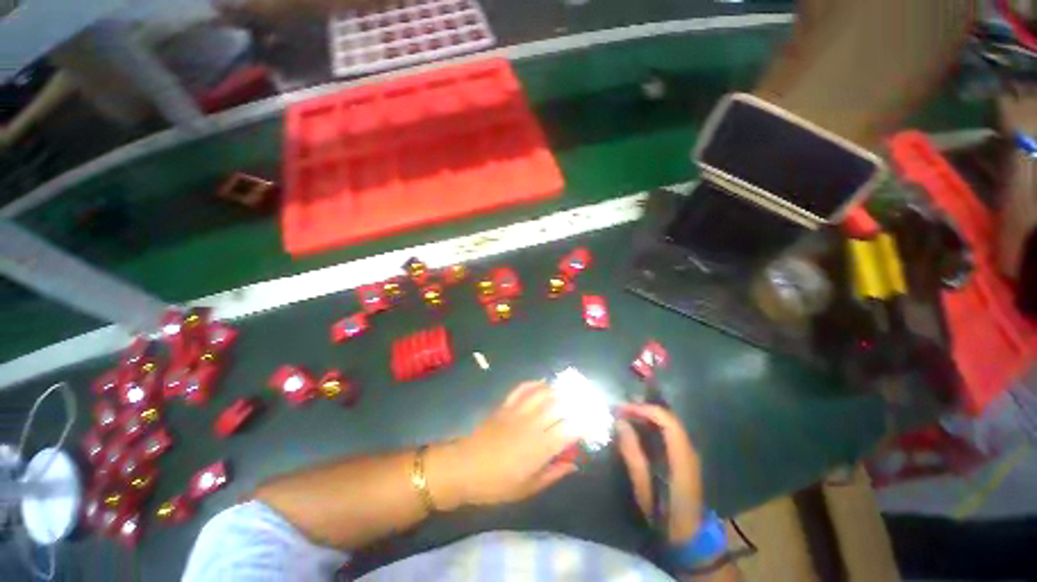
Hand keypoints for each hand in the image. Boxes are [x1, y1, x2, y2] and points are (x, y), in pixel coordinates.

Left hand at [446, 381, 579, 506]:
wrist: (465, 467)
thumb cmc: (497, 484)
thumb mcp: (528, 488)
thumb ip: (553, 474)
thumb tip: (574, 464)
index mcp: (540, 447)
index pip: (569, 430)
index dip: (584, 424)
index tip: (593, 423)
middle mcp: (532, 424)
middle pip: (559, 406)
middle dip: (575, 403)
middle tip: (584, 402)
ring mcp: (518, 411)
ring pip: (543, 393)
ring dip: (557, 390)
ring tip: (566, 392)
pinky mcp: (505, 405)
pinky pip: (522, 388)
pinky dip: (534, 383)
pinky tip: (542, 383)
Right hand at [616, 404, 703, 544]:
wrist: (688, 537)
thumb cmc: (664, 514)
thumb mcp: (643, 486)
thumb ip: (632, 452)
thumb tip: (620, 423)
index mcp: (681, 456)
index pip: (667, 421)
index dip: (645, 409)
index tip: (624, 409)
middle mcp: (688, 450)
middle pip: (668, 418)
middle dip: (644, 409)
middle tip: (621, 407)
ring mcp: (688, 454)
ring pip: (668, 424)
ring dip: (647, 416)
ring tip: (625, 413)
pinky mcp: (683, 458)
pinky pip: (667, 433)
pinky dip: (652, 425)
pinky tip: (637, 428)